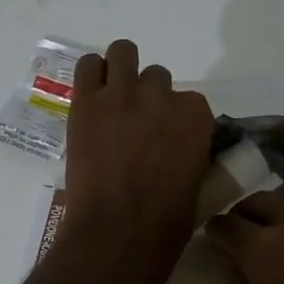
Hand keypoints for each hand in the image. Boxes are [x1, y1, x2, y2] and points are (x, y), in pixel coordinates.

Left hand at [61, 40, 213, 283]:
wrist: (116, 231)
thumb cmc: (164, 223)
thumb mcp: (197, 184)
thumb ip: (192, 153)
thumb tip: (181, 150)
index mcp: (196, 117)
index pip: (189, 100)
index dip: (174, 117)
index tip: (164, 137)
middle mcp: (162, 96)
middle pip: (156, 77)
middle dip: (147, 96)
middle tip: (133, 123)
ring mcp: (122, 94)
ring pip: (123, 53)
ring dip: (120, 70)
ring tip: (111, 97)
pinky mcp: (87, 101)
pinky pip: (88, 66)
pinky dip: (91, 74)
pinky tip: (90, 95)